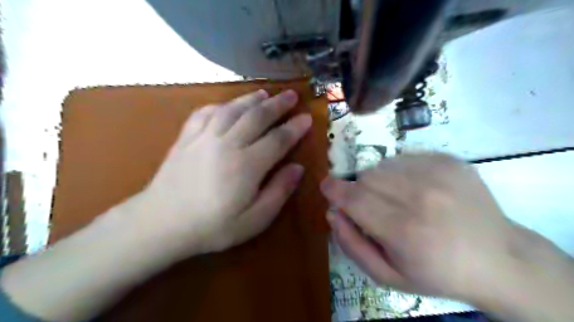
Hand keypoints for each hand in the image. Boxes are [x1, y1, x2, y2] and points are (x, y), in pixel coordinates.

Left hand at [130, 90, 311, 257]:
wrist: (161, 224)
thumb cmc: (212, 227)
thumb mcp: (254, 220)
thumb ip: (279, 191)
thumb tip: (298, 168)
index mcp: (247, 165)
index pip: (278, 139)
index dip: (295, 127)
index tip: (307, 118)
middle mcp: (227, 144)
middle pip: (257, 117)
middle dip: (277, 104)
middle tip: (291, 96)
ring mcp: (204, 137)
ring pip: (233, 109)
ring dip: (251, 99)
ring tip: (265, 94)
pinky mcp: (186, 137)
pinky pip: (205, 112)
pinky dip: (221, 105)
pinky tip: (228, 105)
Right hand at [321, 155, 525, 302]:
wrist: (497, 259)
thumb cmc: (437, 272)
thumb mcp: (388, 275)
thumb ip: (352, 245)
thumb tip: (332, 213)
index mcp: (404, 230)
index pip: (354, 199)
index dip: (334, 190)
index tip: (326, 186)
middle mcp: (421, 197)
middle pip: (366, 178)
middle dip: (359, 190)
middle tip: (372, 206)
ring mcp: (439, 174)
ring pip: (383, 164)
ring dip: (379, 180)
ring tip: (396, 198)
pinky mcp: (450, 161)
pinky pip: (404, 157)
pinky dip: (399, 170)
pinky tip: (416, 188)